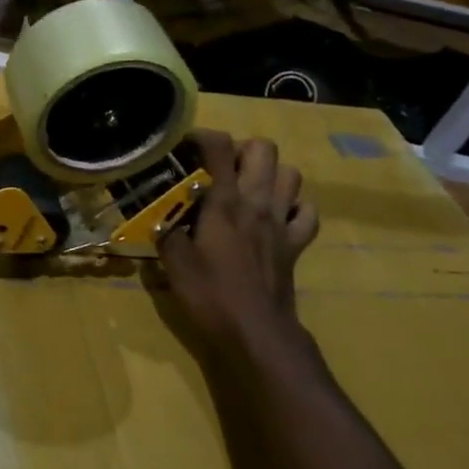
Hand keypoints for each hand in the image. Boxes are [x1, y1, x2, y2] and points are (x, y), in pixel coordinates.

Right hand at [159, 131, 320, 361]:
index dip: (201, 136)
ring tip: (248, 187)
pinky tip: (277, 216)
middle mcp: (257, 203)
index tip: (184, 145)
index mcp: (224, 202)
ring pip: (291, 174)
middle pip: (264, 149)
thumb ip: (167, 233)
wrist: (256, 332)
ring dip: (271, 173)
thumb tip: (161, 221)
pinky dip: (295, 207)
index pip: (218, 148)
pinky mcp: (296, 245)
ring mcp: (282, 223)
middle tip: (219, 167)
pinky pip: (308, 212)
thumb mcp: (174, 263)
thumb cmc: (211, 295)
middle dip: (241, 149)